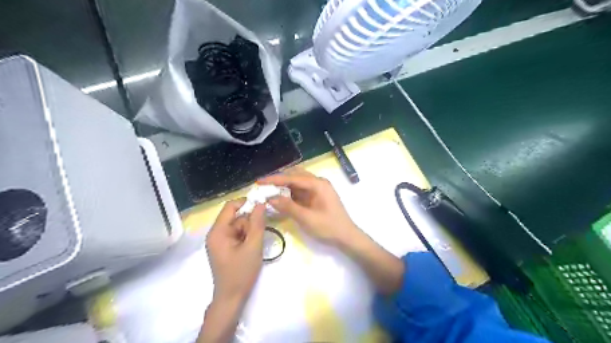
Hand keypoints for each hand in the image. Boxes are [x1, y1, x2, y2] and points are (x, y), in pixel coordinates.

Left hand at [206, 200, 263, 303]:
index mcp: (218, 231)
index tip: (263, 206)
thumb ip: (257, 223)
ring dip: (249, 231)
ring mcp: (220, 241)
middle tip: (258, 236)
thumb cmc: (241, 272)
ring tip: (254, 246)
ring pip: (239, 226)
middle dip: (250, 223)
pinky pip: (238, 234)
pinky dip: (247, 238)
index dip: (247, 203)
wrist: (232, 298)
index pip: (231, 206)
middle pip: (236, 217)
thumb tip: (261, 203)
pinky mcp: (225, 247)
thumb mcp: (253, 246)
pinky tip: (251, 248)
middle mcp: (216, 233)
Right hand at [257, 166, 359, 244]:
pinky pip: (301, 189)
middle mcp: (318, 182)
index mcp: (318, 184)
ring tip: (269, 191)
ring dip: (284, 185)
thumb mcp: (306, 218)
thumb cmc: (328, 227)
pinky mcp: (317, 195)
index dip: (274, 179)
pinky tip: (281, 197)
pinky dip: (290, 192)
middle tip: (263, 186)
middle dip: (279, 179)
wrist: (346, 236)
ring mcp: (318, 188)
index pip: (292, 177)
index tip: (259, 182)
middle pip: (295, 175)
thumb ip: (288, 207)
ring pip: (297, 181)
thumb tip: (270, 198)